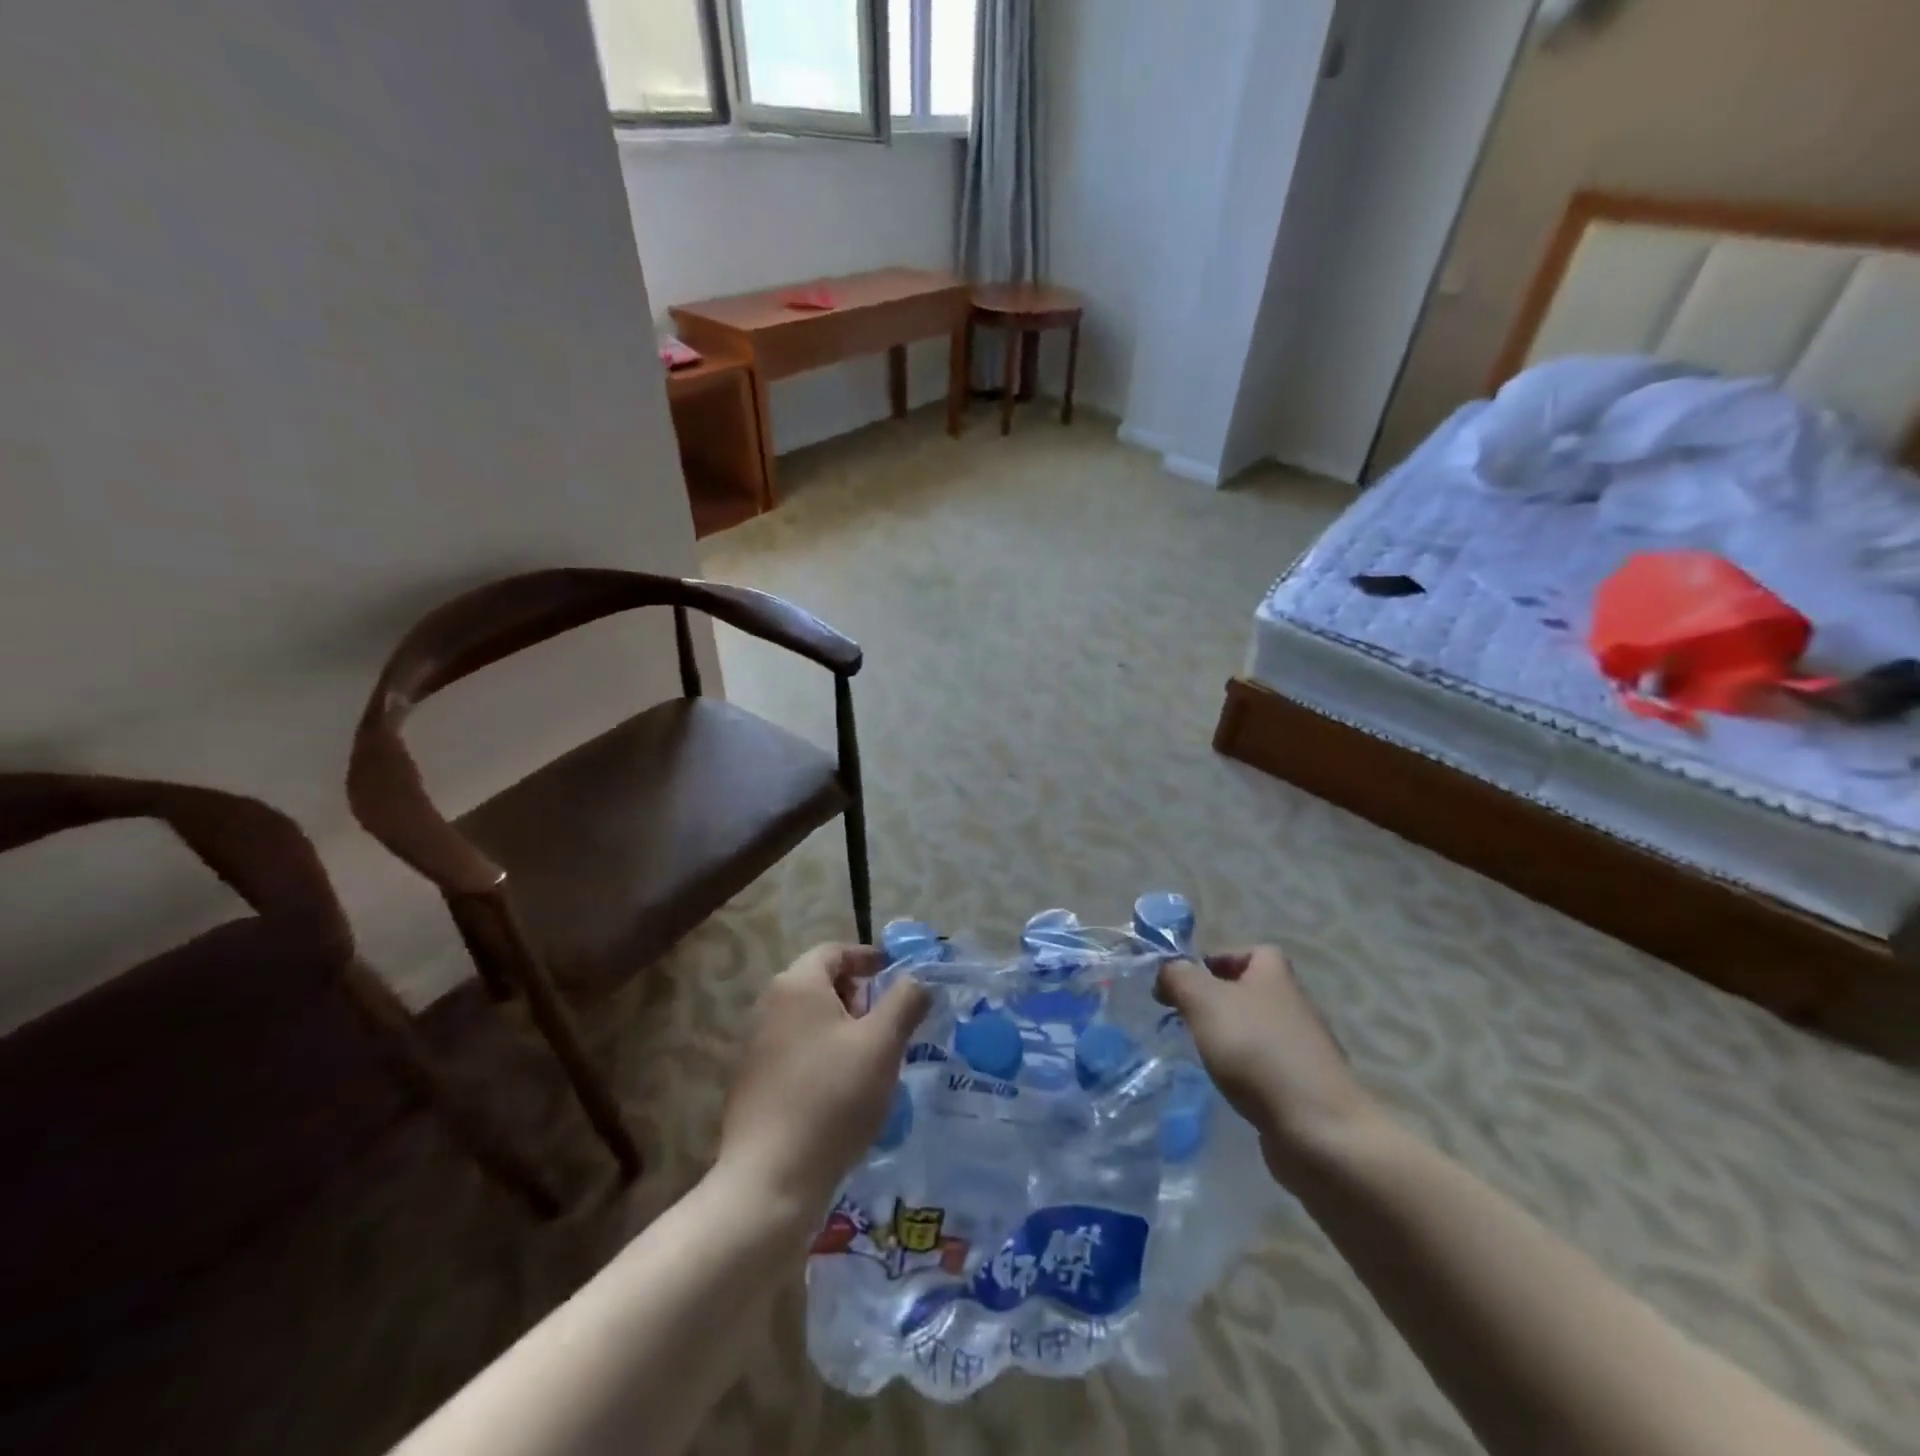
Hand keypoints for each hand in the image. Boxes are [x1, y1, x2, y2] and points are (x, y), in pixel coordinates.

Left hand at [716, 944, 929, 1231]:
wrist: (770, 1179)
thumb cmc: (832, 1098)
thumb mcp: (882, 1044)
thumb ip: (905, 1001)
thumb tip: (917, 980)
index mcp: (797, 985)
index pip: (835, 951)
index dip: (869, 958)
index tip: (897, 975)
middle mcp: (769, 1005)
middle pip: (821, 983)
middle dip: (859, 996)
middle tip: (889, 1023)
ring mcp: (756, 1045)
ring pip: (810, 1019)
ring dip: (843, 1028)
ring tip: (873, 1059)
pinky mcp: (753, 1082)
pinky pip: (796, 1050)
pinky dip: (824, 1054)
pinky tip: (843, 1090)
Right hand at [1157, 946, 1377, 1183]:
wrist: (1317, 1128)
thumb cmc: (1257, 1051)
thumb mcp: (1204, 1001)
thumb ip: (1179, 977)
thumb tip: (1167, 971)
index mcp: (1274, 973)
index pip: (1244, 952)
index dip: (1212, 960)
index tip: (1183, 984)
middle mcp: (1292, 1003)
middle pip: (1246, 992)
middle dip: (1212, 1004)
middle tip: (1182, 1020)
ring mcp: (1301, 1047)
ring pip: (1252, 1031)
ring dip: (1225, 1040)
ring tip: (1197, 1056)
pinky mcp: (1302, 1086)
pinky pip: (1263, 1068)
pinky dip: (1242, 1074)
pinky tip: (1224, 1088)